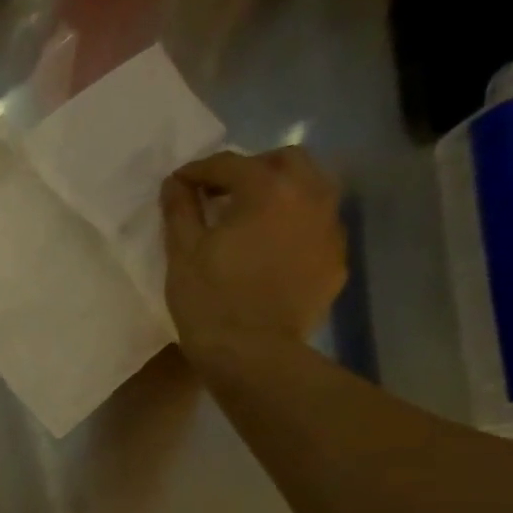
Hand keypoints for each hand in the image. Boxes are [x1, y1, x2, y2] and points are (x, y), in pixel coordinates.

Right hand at [160, 147, 346, 358]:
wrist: (252, 352)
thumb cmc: (208, 300)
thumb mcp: (182, 252)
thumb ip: (180, 209)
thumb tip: (176, 183)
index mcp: (267, 191)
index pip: (231, 164)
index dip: (200, 170)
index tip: (179, 183)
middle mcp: (309, 197)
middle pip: (286, 160)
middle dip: (252, 168)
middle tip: (222, 193)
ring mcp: (330, 228)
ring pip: (312, 188)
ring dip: (280, 192)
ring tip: (251, 217)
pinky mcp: (336, 258)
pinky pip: (317, 225)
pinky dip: (294, 224)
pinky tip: (270, 248)